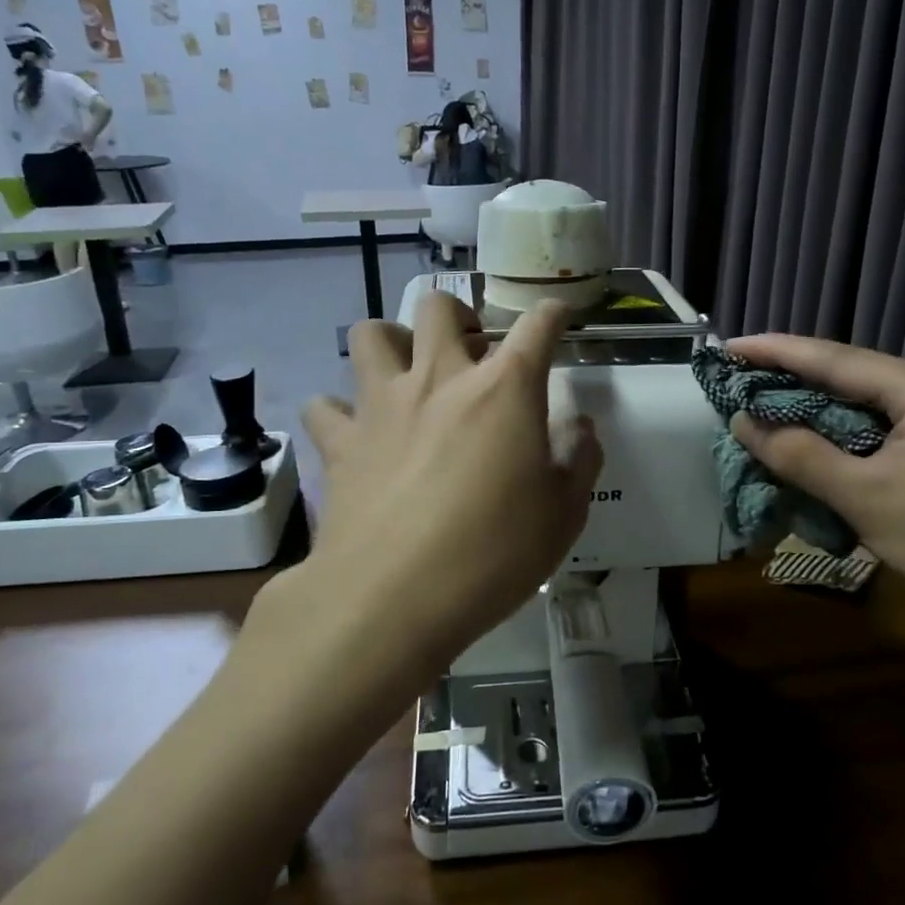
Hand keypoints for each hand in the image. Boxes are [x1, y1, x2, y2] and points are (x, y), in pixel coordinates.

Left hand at [300, 294, 602, 671]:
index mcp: (503, 390)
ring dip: (392, 342)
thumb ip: (578, 459)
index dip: (552, 315)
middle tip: (470, 352)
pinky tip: (357, 433)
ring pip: (371, 335)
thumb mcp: (564, 513)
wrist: (393, 597)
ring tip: (406, 373)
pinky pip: (326, 406)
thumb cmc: (493, 552)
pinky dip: (340, 411)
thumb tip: (579, 426)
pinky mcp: (340, 442)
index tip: (557, 318)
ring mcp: (381, 405)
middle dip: (459, 315)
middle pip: (439, 307)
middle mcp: (439, 379)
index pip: (535, 327)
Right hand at [726, 335, 904, 632]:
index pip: (832, 359)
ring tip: (749, 403)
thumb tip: (743, 422)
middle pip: (841, 374)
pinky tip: (792, 440)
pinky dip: (824, 435)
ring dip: (802, 407)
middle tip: (730, 378)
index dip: (775, 351)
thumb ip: (801, 455)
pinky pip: (862, 431)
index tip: (727, 347)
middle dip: (784, 376)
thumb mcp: (866, 498)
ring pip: (850, 404)